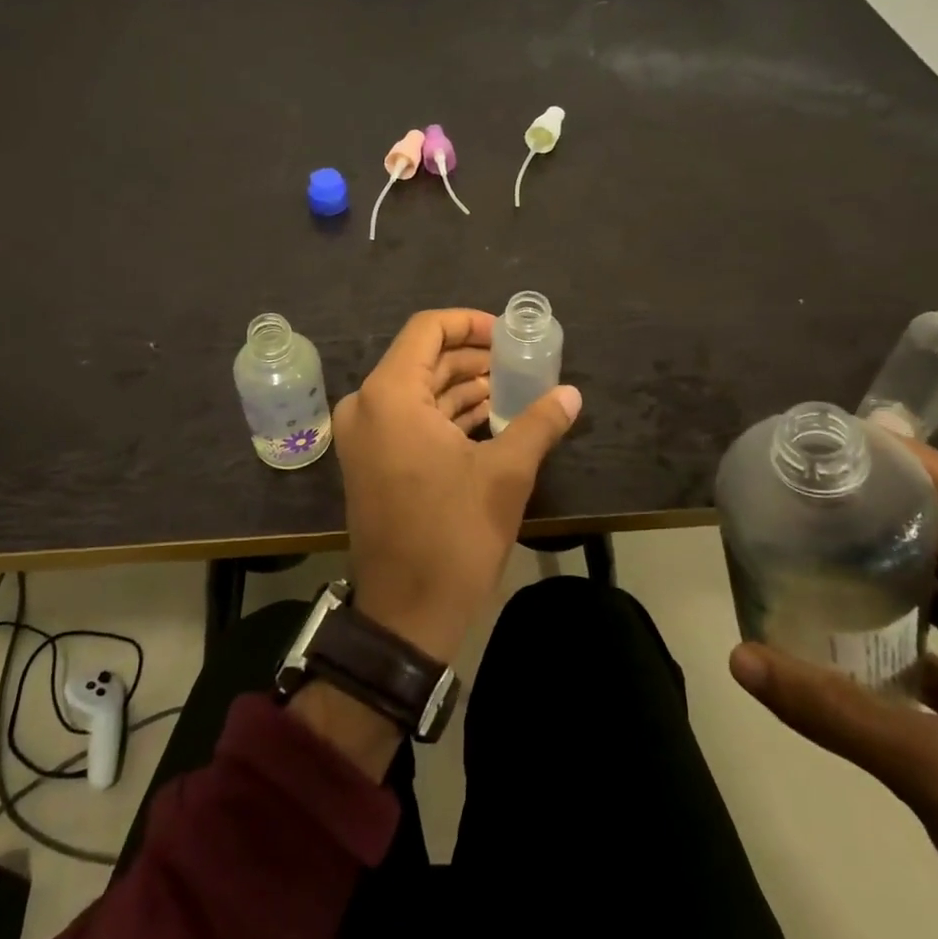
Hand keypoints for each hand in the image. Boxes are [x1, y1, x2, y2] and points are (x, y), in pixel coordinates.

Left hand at [332, 309, 581, 664]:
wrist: (405, 615)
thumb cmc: (452, 536)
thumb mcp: (505, 475)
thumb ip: (539, 423)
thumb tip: (572, 394)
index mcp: (391, 395)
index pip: (427, 329)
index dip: (470, 323)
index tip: (508, 335)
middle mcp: (368, 405)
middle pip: (424, 358)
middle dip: (473, 357)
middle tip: (520, 362)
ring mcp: (365, 435)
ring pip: (419, 389)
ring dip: (463, 387)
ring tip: (513, 388)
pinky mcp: (372, 460)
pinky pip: (410, 418)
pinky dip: (447, 413)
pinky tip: (490, 418)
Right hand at [729, 444, 937, 938]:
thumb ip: (834, 711)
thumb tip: (740, 656)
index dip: (933, 472)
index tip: (866, 437)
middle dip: (896, 509)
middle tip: (822, 479)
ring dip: (888, 563)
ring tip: (818, 528)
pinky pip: (931, 639)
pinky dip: (886, 619)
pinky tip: (832, 610)